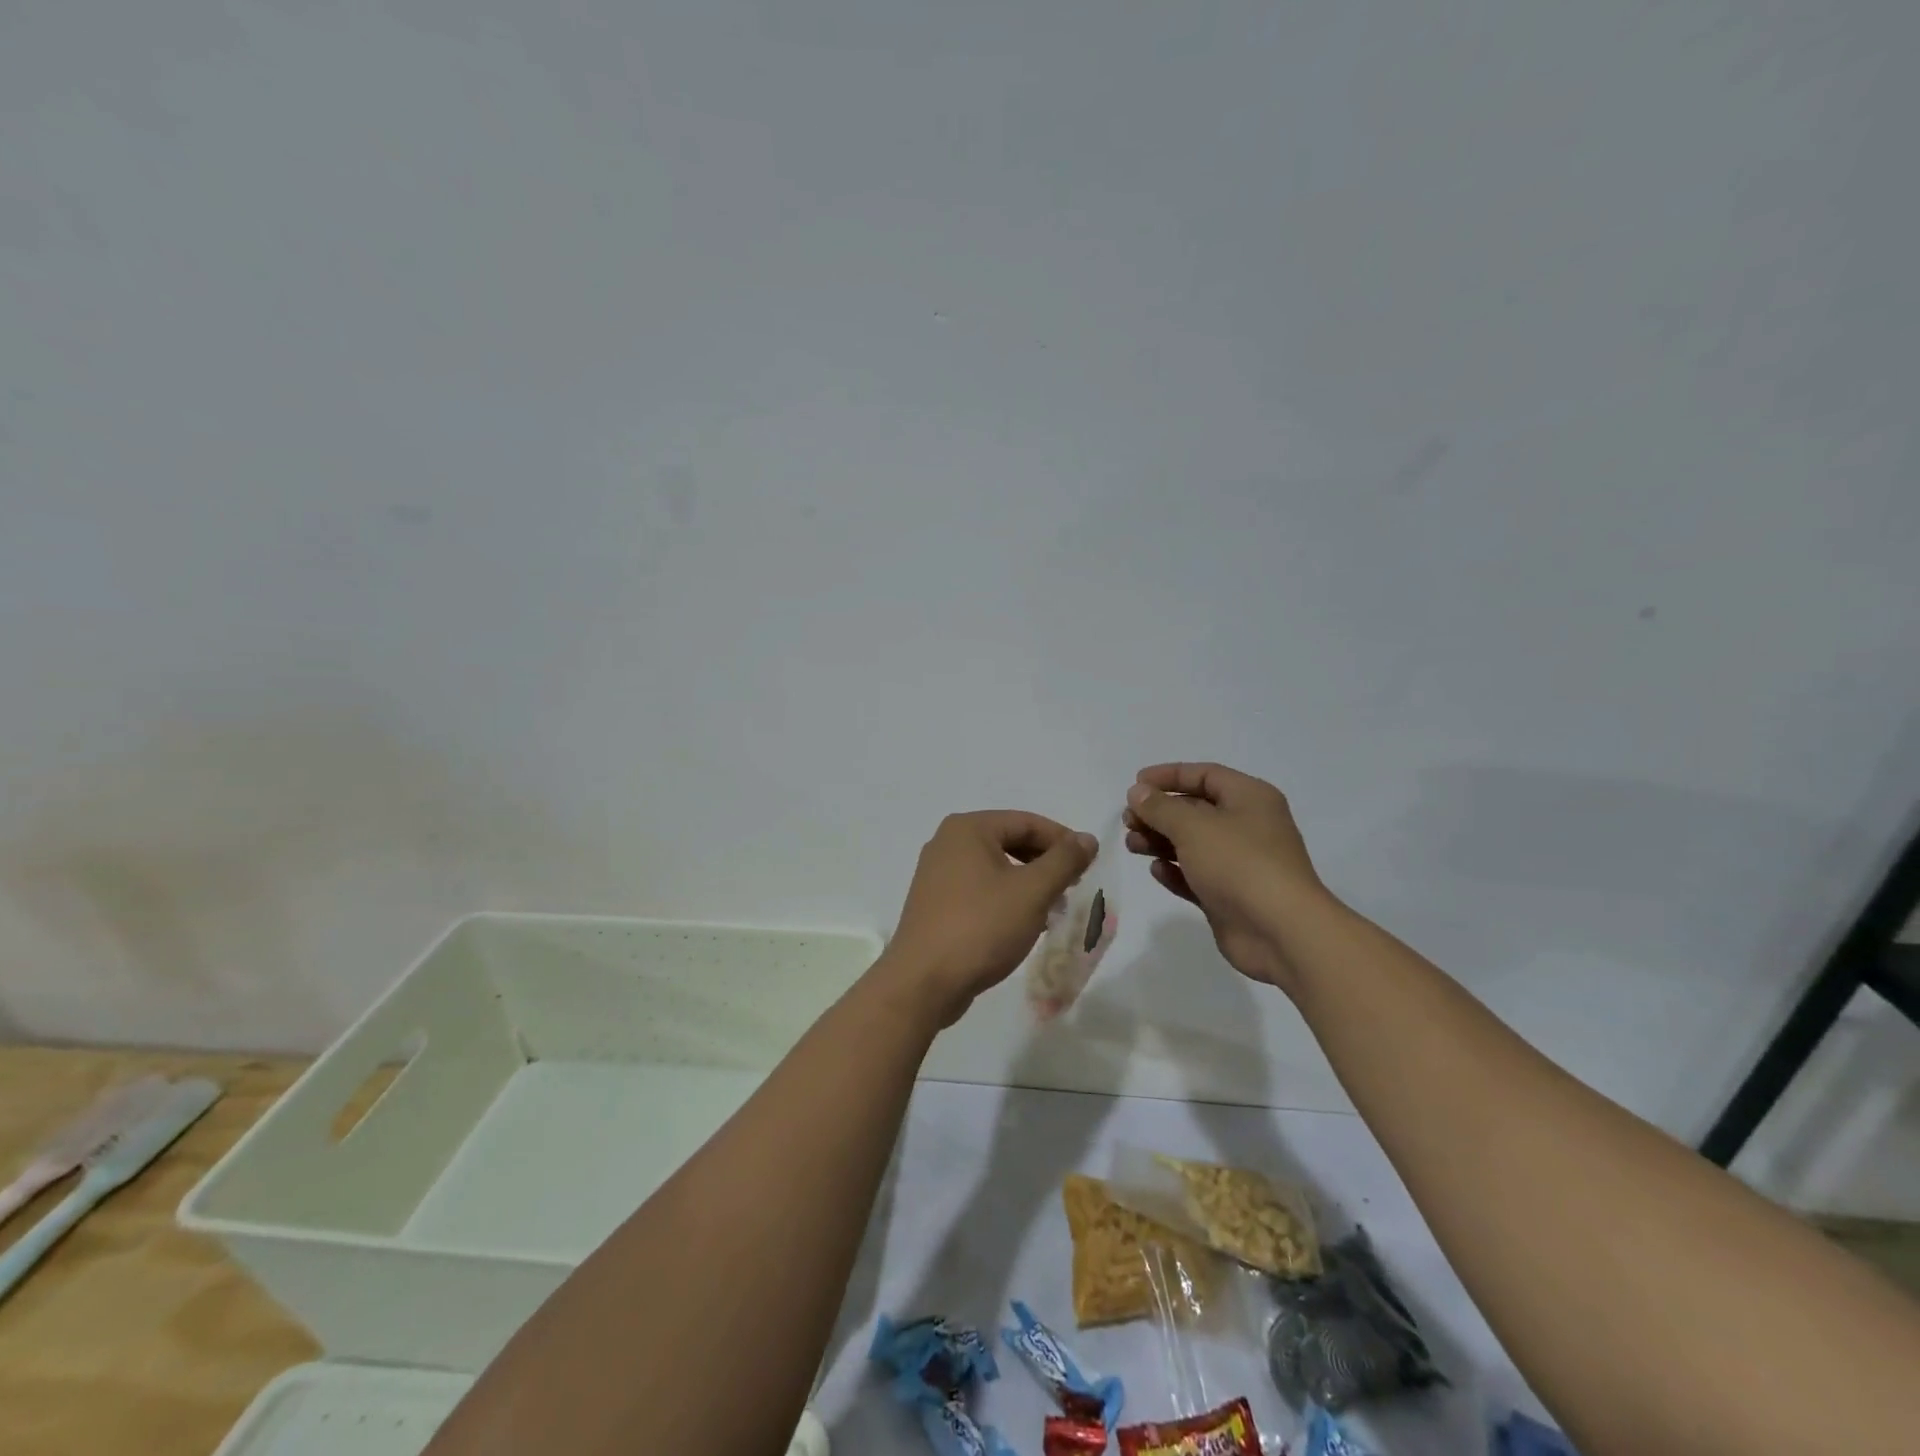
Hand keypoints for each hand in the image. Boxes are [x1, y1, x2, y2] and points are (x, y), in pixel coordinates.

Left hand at [880, 811, 1097, 1026]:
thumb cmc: (981, 927)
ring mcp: (937, 874)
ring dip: (1028, 883)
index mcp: (968, 829)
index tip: (1088, 866)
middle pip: (1010, 841)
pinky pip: (979, 888)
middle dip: (1045, 863)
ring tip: (1052, 908)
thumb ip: (1064, 860)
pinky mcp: (936, 903)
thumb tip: (1087, 838)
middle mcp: (947, 842)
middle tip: (1072, 887)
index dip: (1063, 840)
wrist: (923, 982)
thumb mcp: (1032, 891)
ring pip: (996, 867)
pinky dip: (1005, 898)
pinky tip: (1023, 923)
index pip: (1027, 822)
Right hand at [1123, 762, 1327, 993]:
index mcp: (1249, 798)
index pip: (1205, 775)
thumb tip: (1137, 792)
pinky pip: (1196, 876)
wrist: (1280, 931)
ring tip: (1133, 845)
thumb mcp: (1193, 826)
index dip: (1169, 776)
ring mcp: (1239, 864)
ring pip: (1192, 844)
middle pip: (1195, 810)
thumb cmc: (1239, 864)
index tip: (1135, 784)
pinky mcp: (1229, 896)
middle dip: (1159, 813)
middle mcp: (1247, 826)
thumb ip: (1160, 807)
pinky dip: (1175, 871)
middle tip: (1128, 820)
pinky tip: (1156, 871)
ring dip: (1160, 841)